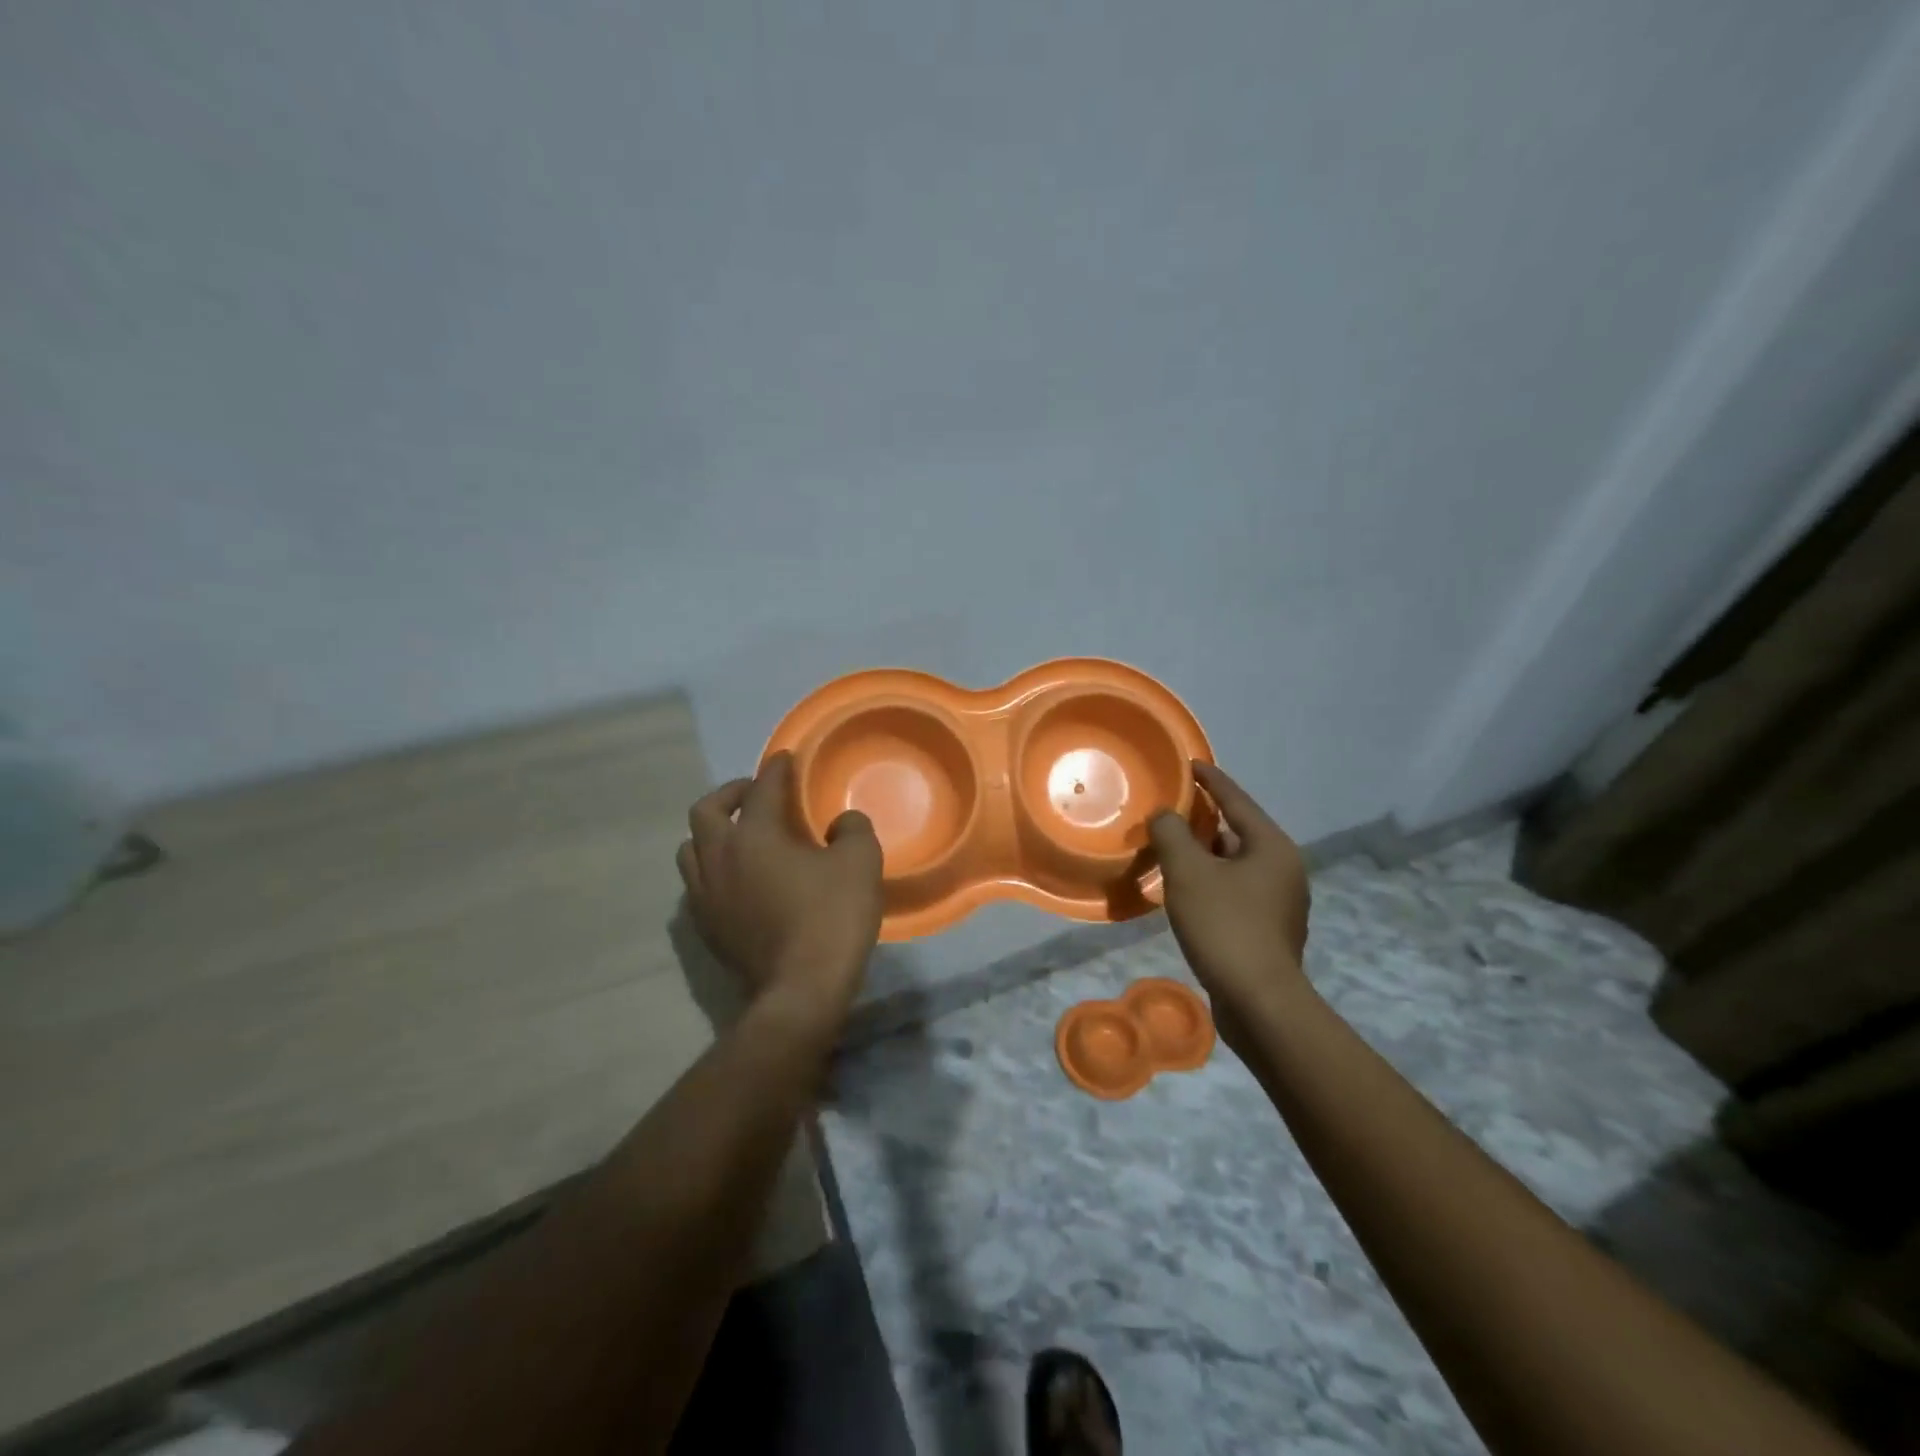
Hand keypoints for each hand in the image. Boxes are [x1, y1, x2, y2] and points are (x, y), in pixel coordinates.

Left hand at [677, 753, 883, 1028]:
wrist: (800, 991)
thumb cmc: (831, 918)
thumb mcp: (860, 863)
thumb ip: (852, 830)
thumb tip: (840, 824)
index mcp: (754, 836)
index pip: (762, 789)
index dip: (776, 769)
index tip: (785, 760)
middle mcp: (719, 858)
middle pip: (706, 811)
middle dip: (730, 794)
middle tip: (755, 794)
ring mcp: (706, 896)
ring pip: (691, 849)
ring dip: (713, 833)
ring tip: (739, 836)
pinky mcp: (706, 928)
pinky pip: (697, 884)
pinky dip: (713, 869)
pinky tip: (737, 879)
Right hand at [1148, 761, 1310, 1048]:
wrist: (1259, 1001)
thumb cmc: (1225, 926)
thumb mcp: (1188, 872)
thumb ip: (1172, 834)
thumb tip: (1166, 815)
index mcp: (1272, 847)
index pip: (1237, 800)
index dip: (1211, 780)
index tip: (1190, 763)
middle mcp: (1283, 869)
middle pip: (1238, 832)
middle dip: (1204, 821)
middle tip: (1172, 811)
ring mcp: (1280, 902)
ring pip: (1235, 865)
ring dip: (1205, 856)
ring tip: (1171, 850)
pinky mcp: (1269, 930)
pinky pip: (1235, 891)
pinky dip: (1211, 882)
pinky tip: (1186, 892)